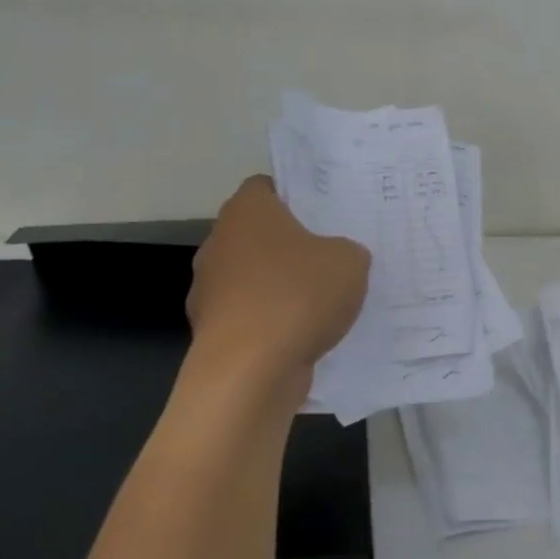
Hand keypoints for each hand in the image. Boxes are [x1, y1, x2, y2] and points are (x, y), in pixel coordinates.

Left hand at [186, 176, 370, 400]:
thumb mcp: (350, 262)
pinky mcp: (212, 330)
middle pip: (258, 234)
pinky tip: (302, 336)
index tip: (323, 213)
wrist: (249, 371)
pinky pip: (250, 315)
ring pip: (252, 276)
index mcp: (247, 211)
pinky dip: (270, 322)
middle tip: (329, 255)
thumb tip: (338, 259)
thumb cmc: (298, 296)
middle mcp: (219, 242)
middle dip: (289, 245)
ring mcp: (209, 289)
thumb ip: (347, 251)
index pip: (266, 187)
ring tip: (321, 302)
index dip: (295, 196)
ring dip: (278, 286)